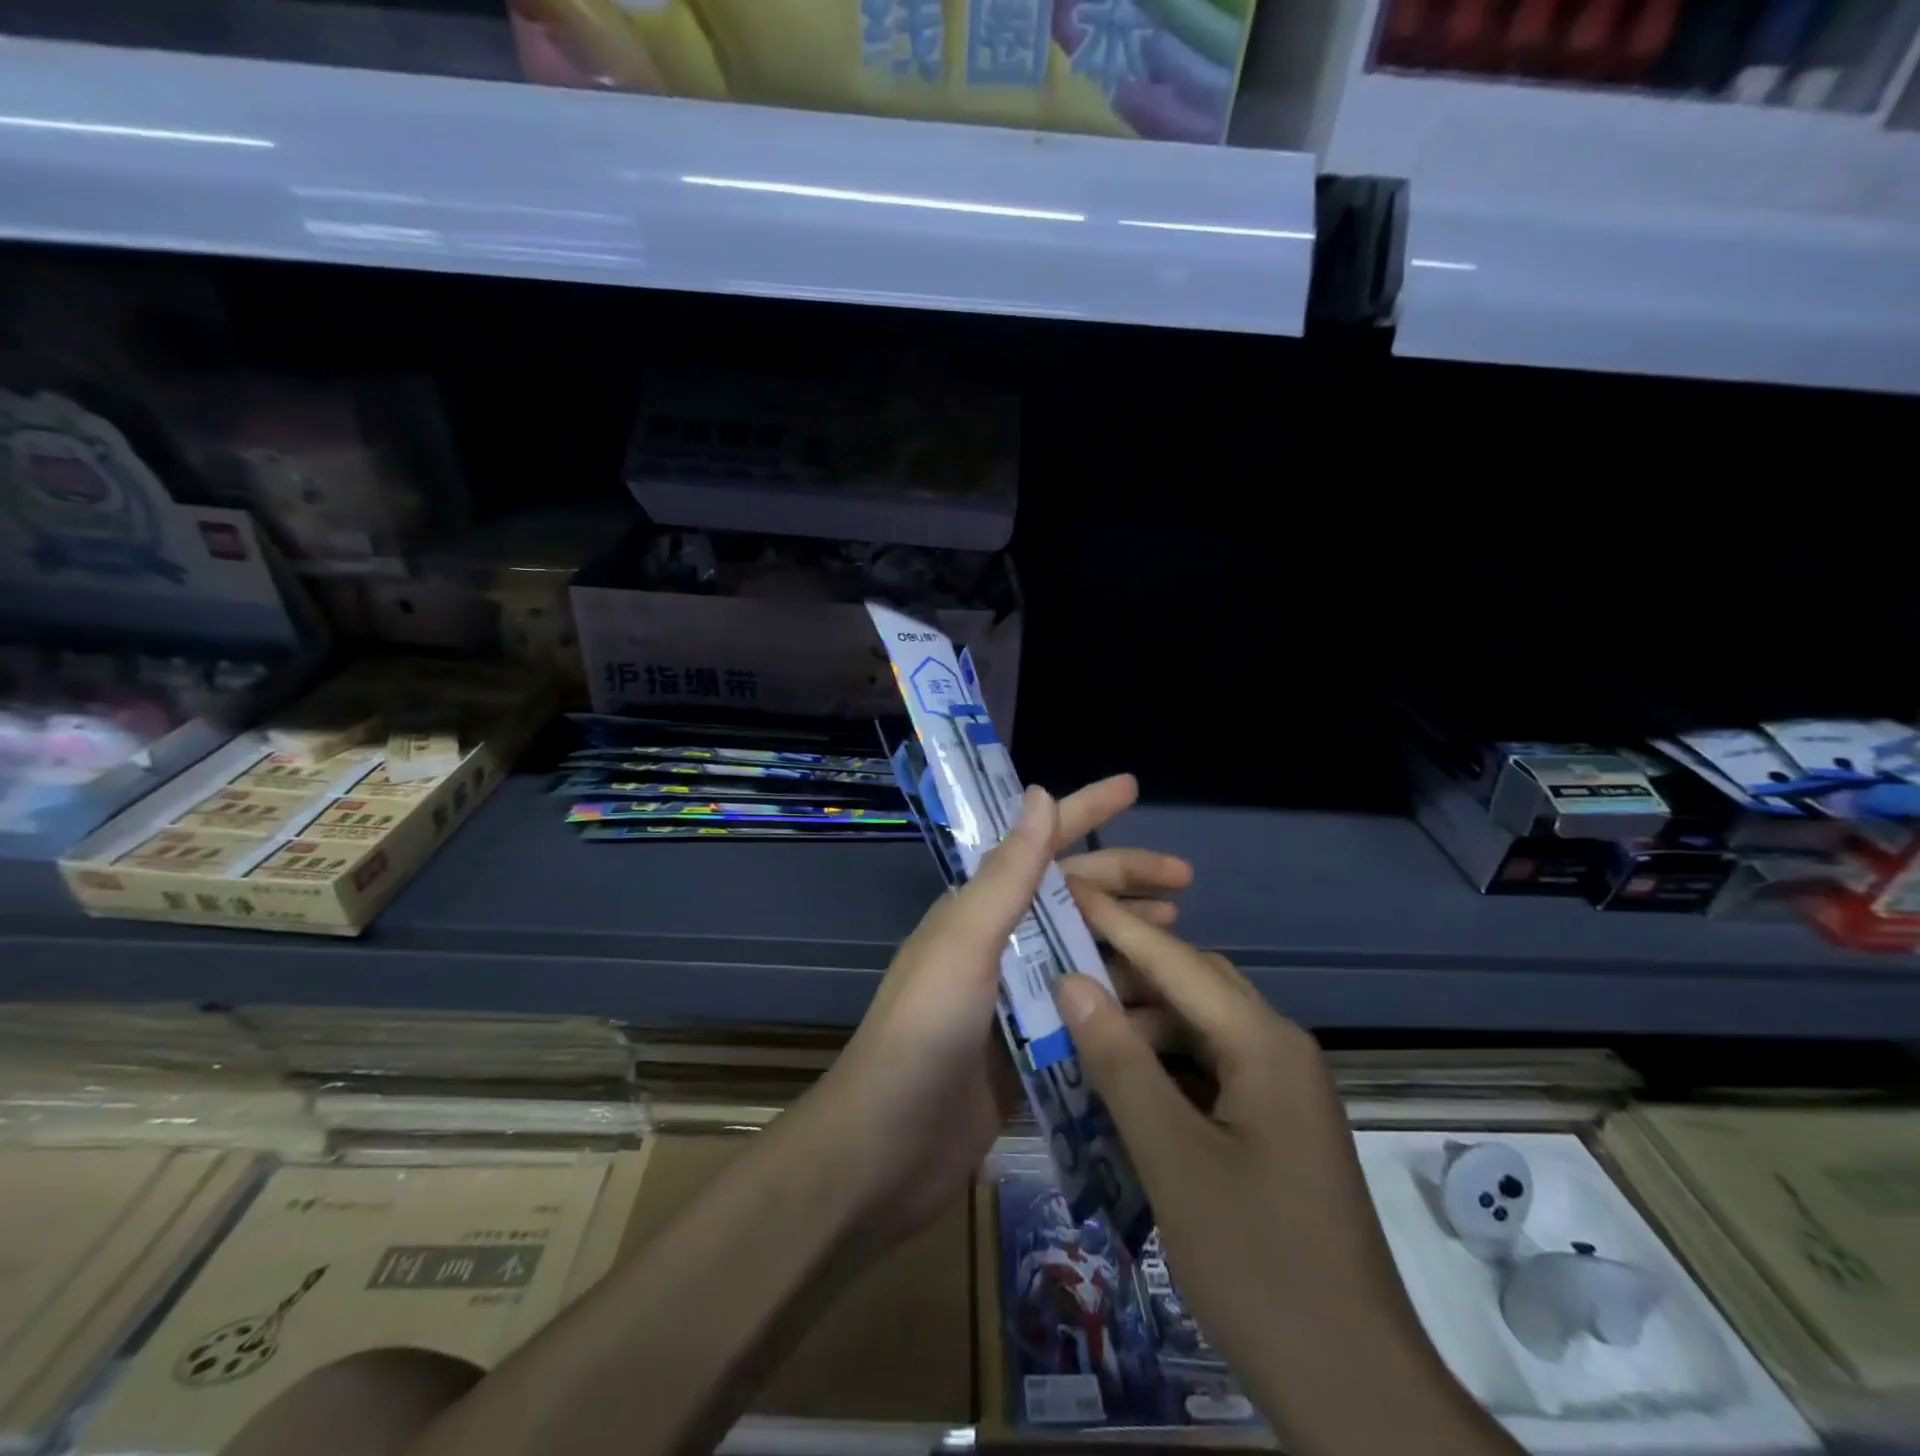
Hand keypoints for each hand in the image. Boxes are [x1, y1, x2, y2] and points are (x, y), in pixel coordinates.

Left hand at [791, 774, 1190, 1248]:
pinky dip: (1122, 1004)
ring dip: (1131, 942)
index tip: (1134, 786)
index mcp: (979, 911)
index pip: (1040, 845)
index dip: (1086, 810)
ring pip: (1086, 954)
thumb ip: (1007, 873)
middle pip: (1074, 899)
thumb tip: (1039, 791)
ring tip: (1183, 938)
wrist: (884, 1152)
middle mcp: (999, 946)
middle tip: (1187, 882)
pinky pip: (1087, 1014)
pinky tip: (1164, 1007)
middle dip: (1126, 882)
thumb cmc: (922, 1034)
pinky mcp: (1031, 1051)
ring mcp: (1017, 1000)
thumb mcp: (966, 943)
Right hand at [1054, 892, 1519, 1455]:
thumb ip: (1120, 1063)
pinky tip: (1117, 1075)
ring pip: (1198, 1027)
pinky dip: (1160, 1062)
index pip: (1175, 961)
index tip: (1064, 888)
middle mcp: (1277, 1049)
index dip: (1115, 924)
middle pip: (1191, 984)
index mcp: (1264, 1043)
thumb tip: (1071, 981)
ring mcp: (1278, 1089)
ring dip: (1140, 1019)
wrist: (1355, 1390)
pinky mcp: (1271, 1124)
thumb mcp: (1173, 1160)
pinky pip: (1207, 1068)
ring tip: (1075, 1017)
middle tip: (1058, 956)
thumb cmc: (1260, 1265)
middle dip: (1126, 967)